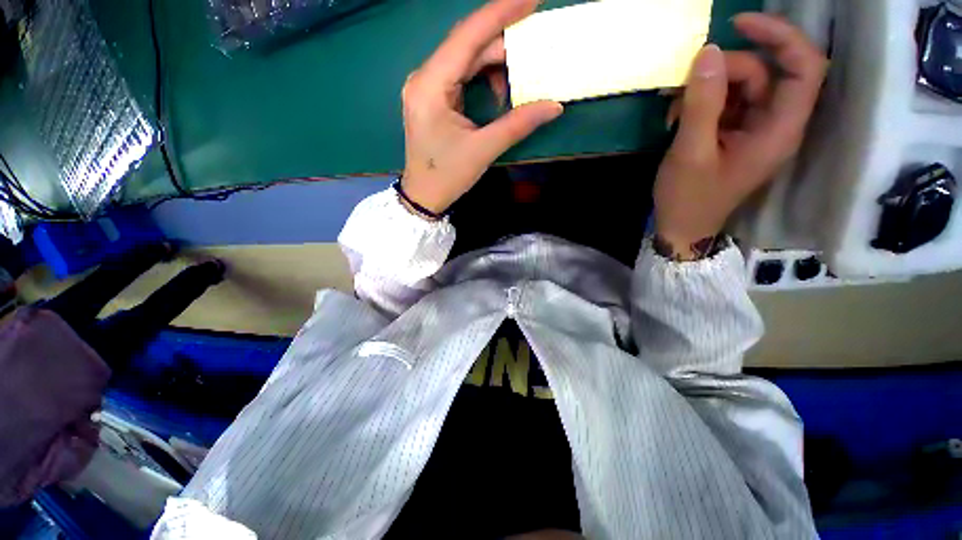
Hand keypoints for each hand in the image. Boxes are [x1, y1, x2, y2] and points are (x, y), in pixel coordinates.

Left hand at [400, 0, 563, 214]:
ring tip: (519, 77)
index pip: (467, 36)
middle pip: (467, 46)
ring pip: (465, 59)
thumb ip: (518, 124)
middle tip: (534, 45)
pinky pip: (461, 75)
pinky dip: (483, 77)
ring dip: (494, 64)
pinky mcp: (433, 97)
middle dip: (502, 43)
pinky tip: (499, 91)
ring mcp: (427, 87)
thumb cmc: (448, 175)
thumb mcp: (483, 150)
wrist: (424, 195)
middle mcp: (424, 78)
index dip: (500, 13)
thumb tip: (554, 106)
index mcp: (431, 86)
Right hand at [654, 13, 827, 258]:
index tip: (739, 25)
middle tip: (684, 86)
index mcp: (779, 130)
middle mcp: (774, 124)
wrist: (681, 229)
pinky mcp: (734, 134)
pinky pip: (724, 103)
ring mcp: (753, 129)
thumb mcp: (690, 153)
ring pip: (740, 86)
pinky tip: (676, 118)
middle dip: (723, 72)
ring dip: (705, 89)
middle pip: (764, 73)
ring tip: (673, 110)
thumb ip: (702, 104)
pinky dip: (700, 103)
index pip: (804, 67)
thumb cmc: (689, 199)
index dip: (780, 37)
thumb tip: (708, 52)